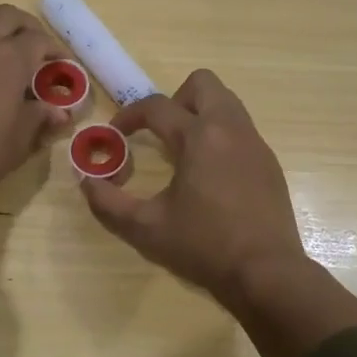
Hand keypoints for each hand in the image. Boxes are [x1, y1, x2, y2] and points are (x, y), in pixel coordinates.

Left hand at [0, 5, 69, 262]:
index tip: (64, 67)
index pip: (39, 40)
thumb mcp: (18, 141)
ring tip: (8, 58)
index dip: (55, 51)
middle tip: (37, 49)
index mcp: (9, 57)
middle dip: (27, 27)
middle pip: (7, 16)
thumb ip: (39, 119)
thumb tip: (59, 111)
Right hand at [81, 70, 308, 307]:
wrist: (267, 273)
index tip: (116, 133)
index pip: (157, 106)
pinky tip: (211, 175)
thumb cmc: (204, 247)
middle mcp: (230, 129)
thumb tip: (87, 182)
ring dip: (200, 114)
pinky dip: (220, 136)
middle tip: (161, 132)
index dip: (130, 115)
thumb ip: (109, 203)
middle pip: (202, 83)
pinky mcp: (269, 162)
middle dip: (175, 99)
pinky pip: (241, 129)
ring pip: (226, 102)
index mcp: (199, 137)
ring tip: (184, 152)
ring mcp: (255, 143)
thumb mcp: (146, 229)